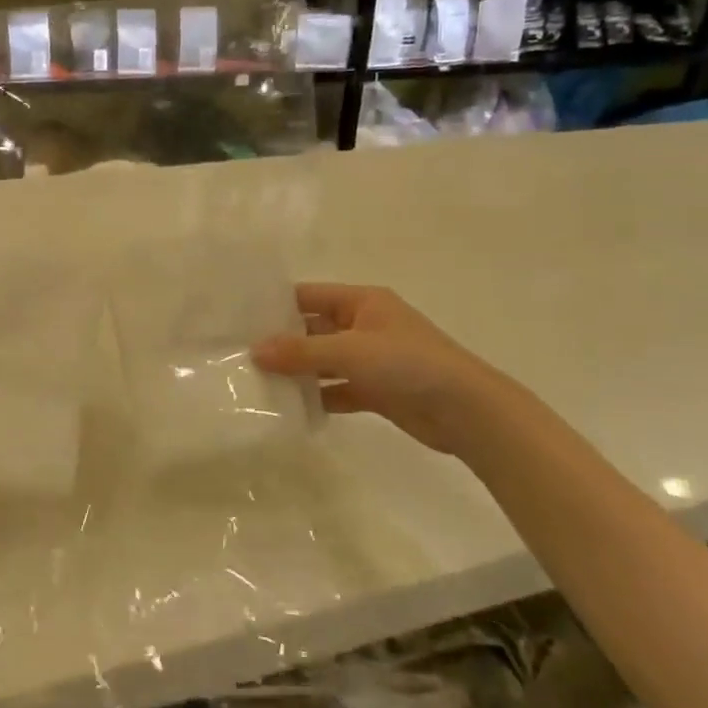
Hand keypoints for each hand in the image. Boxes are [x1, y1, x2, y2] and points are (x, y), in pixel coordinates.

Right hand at [253, 283, 524, 458]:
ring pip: (324, 361)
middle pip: (313, 329)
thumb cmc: (409, 364)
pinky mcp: (377, 390)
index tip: (239, 318)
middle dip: (281, 342)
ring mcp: (371, 359)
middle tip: (239, 355)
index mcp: (362, 302)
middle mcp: (364, 325)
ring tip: (256, 383)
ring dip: (298, 373)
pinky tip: (291, 409)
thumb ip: (301, 352)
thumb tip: (254, 351)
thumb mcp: (350, 351)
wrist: (467, 411)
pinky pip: (338, 389)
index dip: (276, 305)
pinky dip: (318, 398)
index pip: (308, 296)